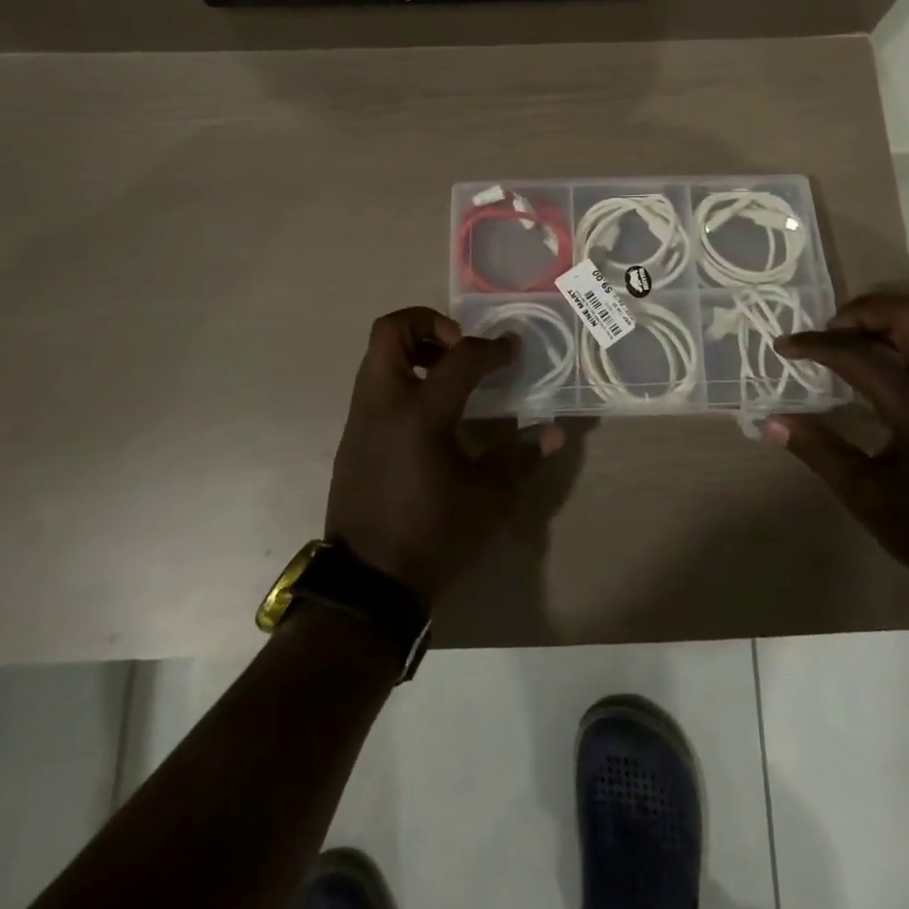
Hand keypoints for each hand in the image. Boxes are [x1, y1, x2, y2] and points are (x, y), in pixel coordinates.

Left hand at [325, 307, 560, 604]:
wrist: (368, 586)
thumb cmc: (435, 536)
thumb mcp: (490, 499)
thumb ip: (522, 457)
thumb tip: (555, 432)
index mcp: (421, 413)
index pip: (460, 358)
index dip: (492, 349)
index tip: (512, 351)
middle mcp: (384, 403)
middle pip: (391, 331)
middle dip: (428, 322)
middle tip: (460, 345)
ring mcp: (361, 418)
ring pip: (377, 356)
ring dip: (413, 349)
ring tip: (448, 375)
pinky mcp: (353, 437)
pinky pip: (374, 386)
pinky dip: (401, 378)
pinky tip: (430, 412)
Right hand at [769, 293, 908, 608]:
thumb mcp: (865, 495)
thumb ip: (818, 450)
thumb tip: (772, 422)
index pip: (857, 353)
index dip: (815, 344)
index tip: (783, 347)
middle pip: (907, 314)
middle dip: (860, 312)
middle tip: (827, 335)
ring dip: (880, 325)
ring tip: (844, 350)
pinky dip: (896, 345)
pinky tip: (873, 379)